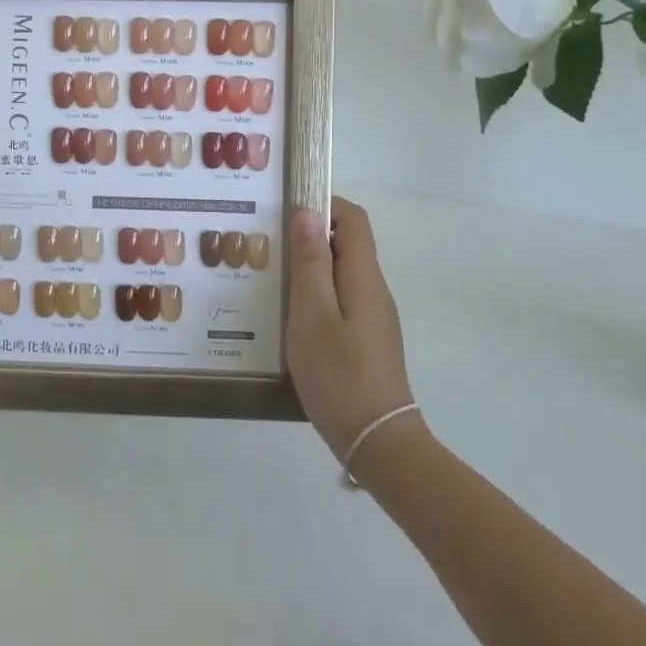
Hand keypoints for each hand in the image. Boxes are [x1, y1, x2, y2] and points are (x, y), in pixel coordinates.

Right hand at [286, 196, 418, 462]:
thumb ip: (311, 264)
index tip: (285, 211)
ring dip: (309, 266)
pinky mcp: (365, 339)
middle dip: (309, 235)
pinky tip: (288, 315)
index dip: (323, 204)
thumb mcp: (312, 316)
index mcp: (364, 278)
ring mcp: (372, 316)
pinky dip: (315, 294)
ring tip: (270, 278)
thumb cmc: (340, 376)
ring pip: (341, 273)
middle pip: (347, 243)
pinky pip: (340, 299)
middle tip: (267, 244)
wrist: (378, 442)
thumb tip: (308, 213)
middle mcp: (373, 290)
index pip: (353, 219)